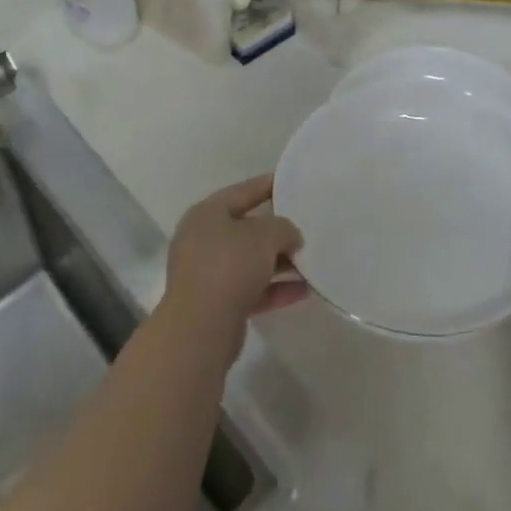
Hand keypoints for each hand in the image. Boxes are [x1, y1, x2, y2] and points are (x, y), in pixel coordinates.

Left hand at [160, 174, 307, 360]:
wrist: (200, 328)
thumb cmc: (230, 266)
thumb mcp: (265, 235)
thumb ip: (284, 228)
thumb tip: (290, 237)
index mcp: (207, 214)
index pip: (241, 192)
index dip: (267, 185)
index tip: (290, 182)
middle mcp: (203, 240)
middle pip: (246, 229)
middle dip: (276, 231)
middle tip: (305, 226)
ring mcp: (207, 274)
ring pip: (250, 262)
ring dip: (279, 262)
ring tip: (311, 261)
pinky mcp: (216, 304)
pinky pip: (251, 289)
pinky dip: (275, 288)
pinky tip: (304, 290)